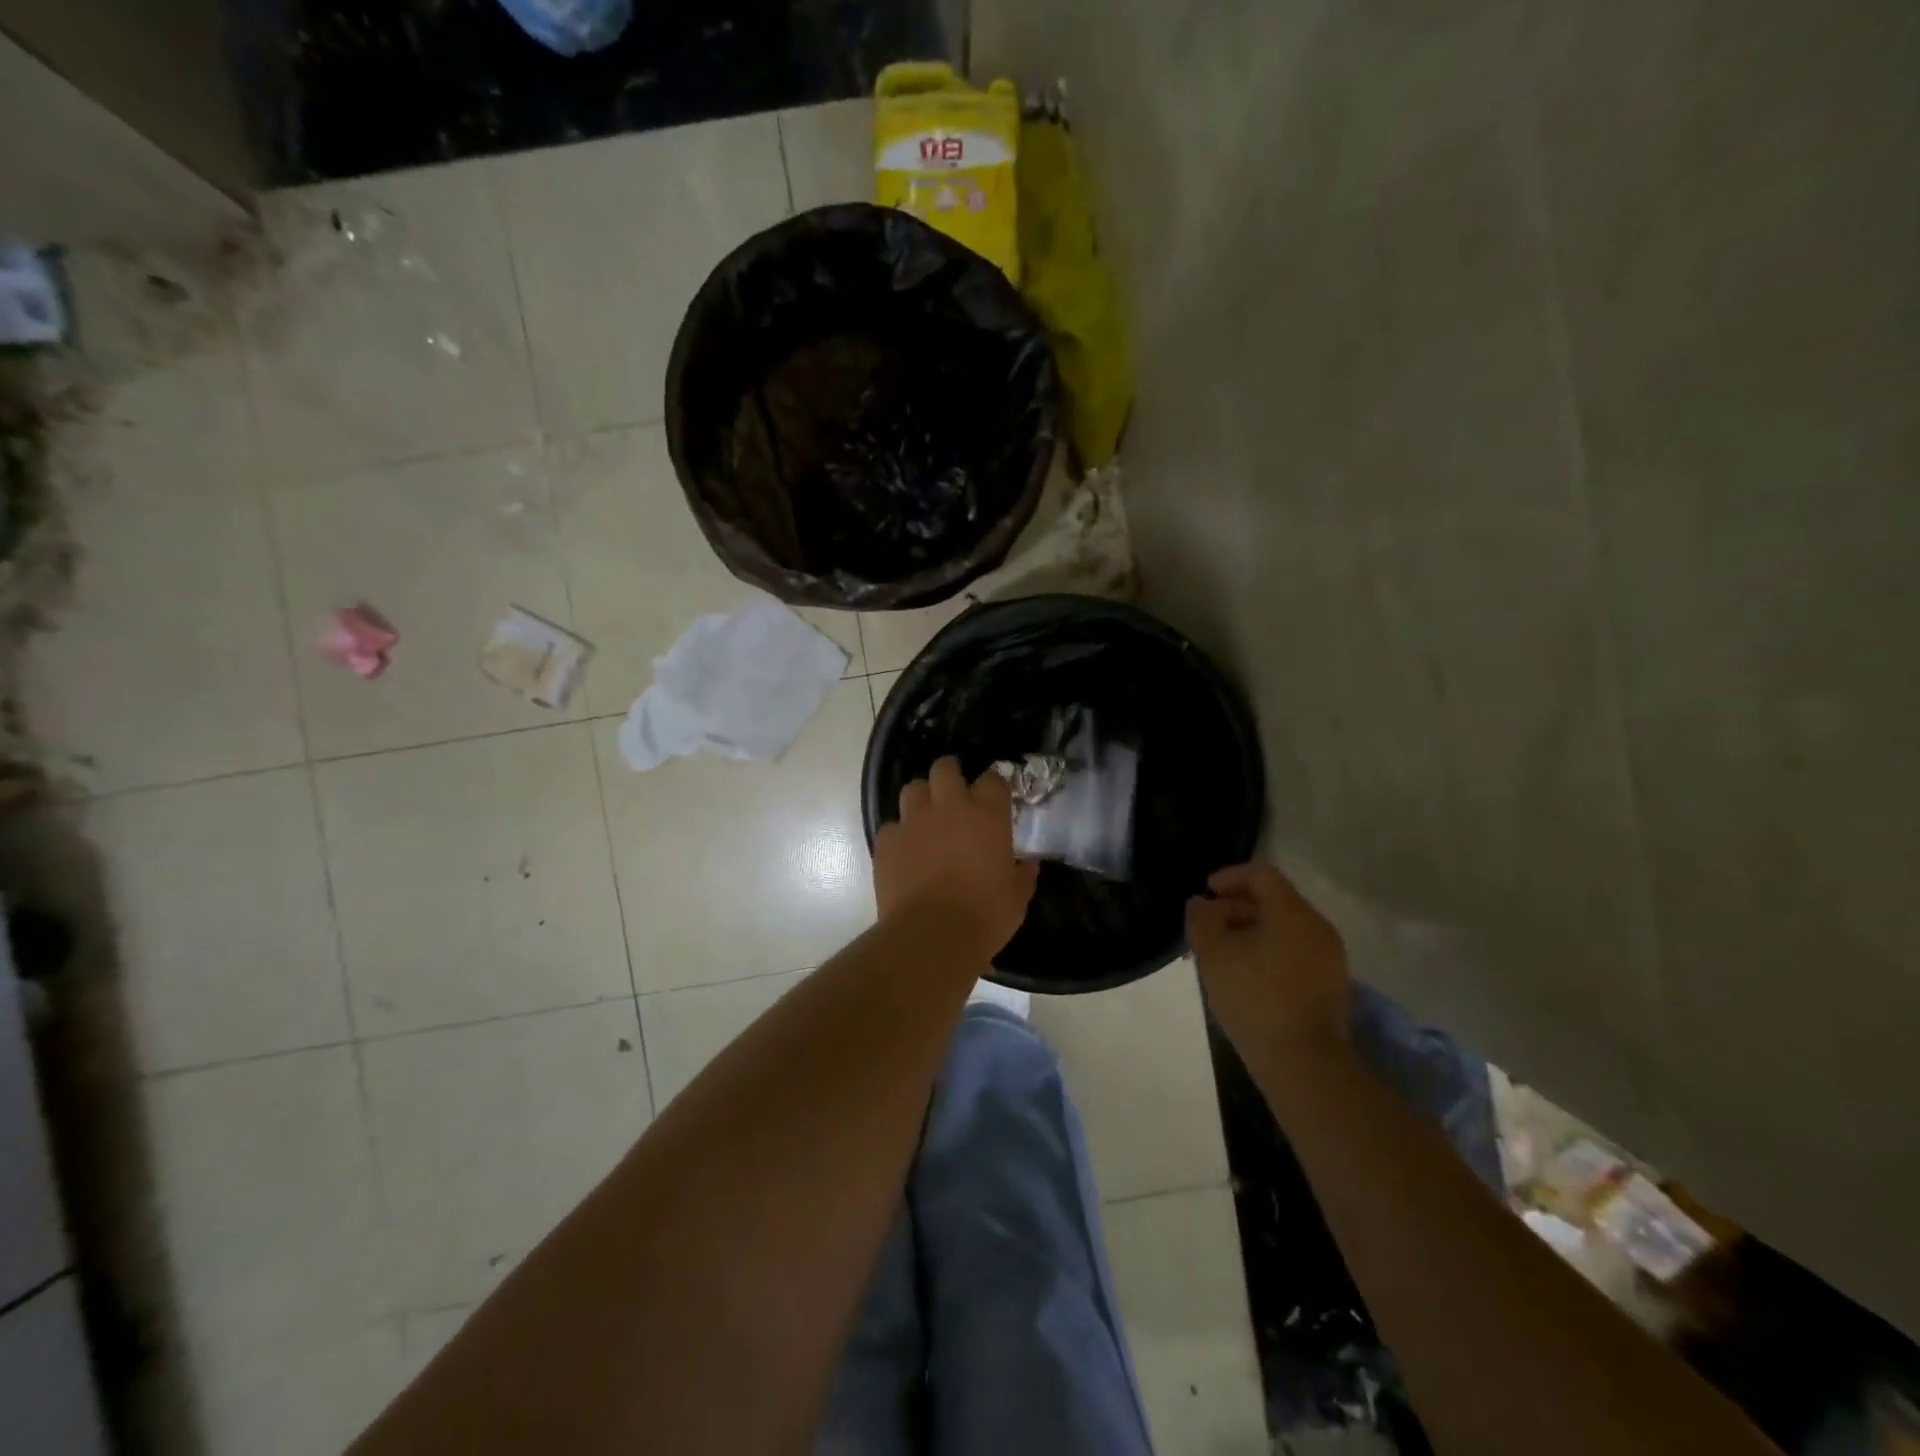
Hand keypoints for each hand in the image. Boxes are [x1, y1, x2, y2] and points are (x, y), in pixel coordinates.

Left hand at [874, 757, 1038, 955]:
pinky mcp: (887, 842)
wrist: (931, 937)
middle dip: (950, 773)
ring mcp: (913, 822)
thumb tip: (1027, 863)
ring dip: (922, 798)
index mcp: (986, 815)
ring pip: (913, 789)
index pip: (993, 779)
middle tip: (955, 792)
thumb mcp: (1017, 897)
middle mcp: (948, 807)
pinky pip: (892, 827)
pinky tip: (906, 852)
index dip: (994, 785)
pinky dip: (900, 835)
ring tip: (927, 817)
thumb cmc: (984, 916)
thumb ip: (1023, 873)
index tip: (995, 797)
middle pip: (945, 768)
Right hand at [1187, 862, 1351, 1060]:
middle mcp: (1317, 926)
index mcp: (1292, 912)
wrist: (1304, 1063)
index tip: (1207, 892)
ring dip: (1253, 930)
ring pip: (1286, 927)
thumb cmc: (1254, 998)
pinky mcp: (1331, 983)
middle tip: (1210, 926)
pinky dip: (1270, 950)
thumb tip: (1203, 904)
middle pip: (1275, 900)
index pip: (1261, 874)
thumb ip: (1202, 919)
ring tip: (1225, 953)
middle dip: (1238, 906)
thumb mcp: (1213, 954)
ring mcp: (1330, 956)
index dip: (1230, 876)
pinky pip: (1296, 951)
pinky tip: (1249, 975)